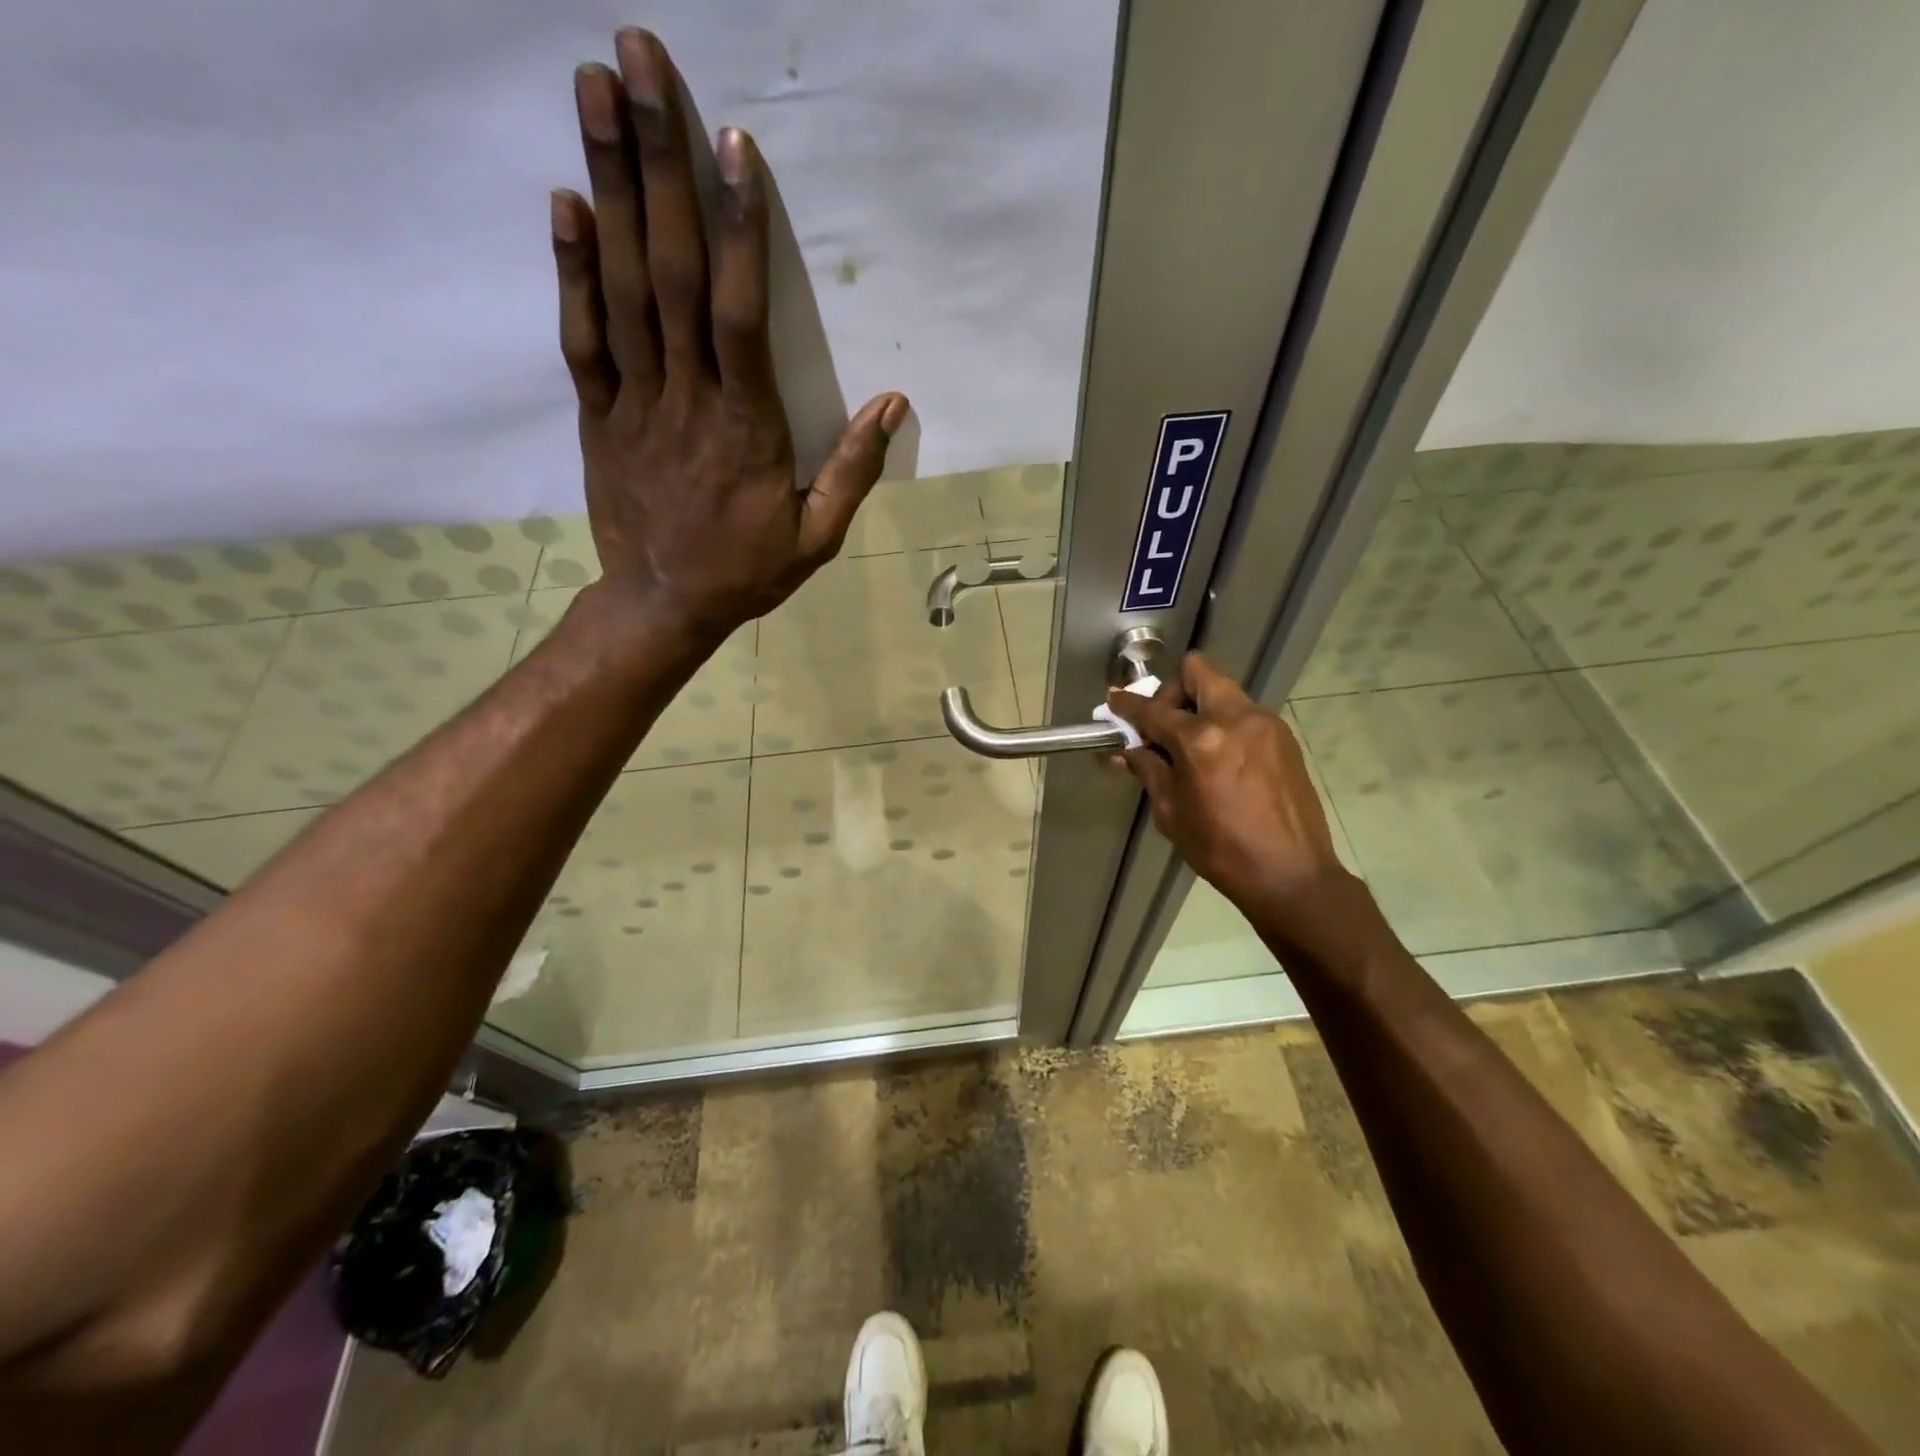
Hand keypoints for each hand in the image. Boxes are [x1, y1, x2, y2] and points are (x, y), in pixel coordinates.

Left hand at [554, 30, 907, 639]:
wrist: (663, 605)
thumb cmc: (747, 571)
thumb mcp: (817, 536)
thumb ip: (852, 470)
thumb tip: (892, 405)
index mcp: (745, 426)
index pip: (740, 314)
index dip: (736, 229)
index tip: (730, 143)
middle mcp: (686, 398)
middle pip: (670, 273)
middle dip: (656, 164)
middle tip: (637, 58)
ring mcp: (634, 402)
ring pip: (621, 288)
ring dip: (607, 186)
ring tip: (594, 90)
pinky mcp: (598, 415)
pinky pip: (582, 338)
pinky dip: (572, 270)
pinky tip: (566, 202)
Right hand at [1105, 654, 1350, 916]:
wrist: (1290, 874)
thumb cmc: (1221, 849)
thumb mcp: (1172, 812)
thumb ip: (1149, 770)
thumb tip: (1127, 750)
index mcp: (1202, 740)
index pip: (1154, 710)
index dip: (1128, 705)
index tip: (1114, 701)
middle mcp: (1236, 719)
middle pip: (1198, 672)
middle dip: (1172, 692)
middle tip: (1163, 725)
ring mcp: (1265, 725)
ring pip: (1224, 692)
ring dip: (1200, 708)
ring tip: (1191, 748)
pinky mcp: (1284, 738)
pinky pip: (1244, 715)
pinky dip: (1224, 724)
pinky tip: (1219, 761)